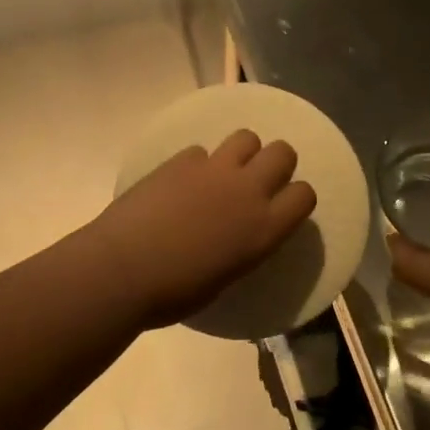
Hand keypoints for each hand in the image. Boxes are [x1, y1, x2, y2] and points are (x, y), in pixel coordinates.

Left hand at [88, 130, 317, 328]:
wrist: (124, 269)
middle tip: (257, 180)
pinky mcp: (182, 159)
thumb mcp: (227, 275)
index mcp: (264, 229)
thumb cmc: (176, 292)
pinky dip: (197, 164)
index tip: (282, 206)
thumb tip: (238, 233)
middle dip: (276, 161)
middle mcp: (247, 190)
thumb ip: (243, 245)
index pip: (305, 194)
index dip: (296, 197)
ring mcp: (213, 169)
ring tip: (224, 172)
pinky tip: (181, 183)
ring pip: (246, 137)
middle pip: (283, 152)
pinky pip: (201, 151)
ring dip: (242, 152)